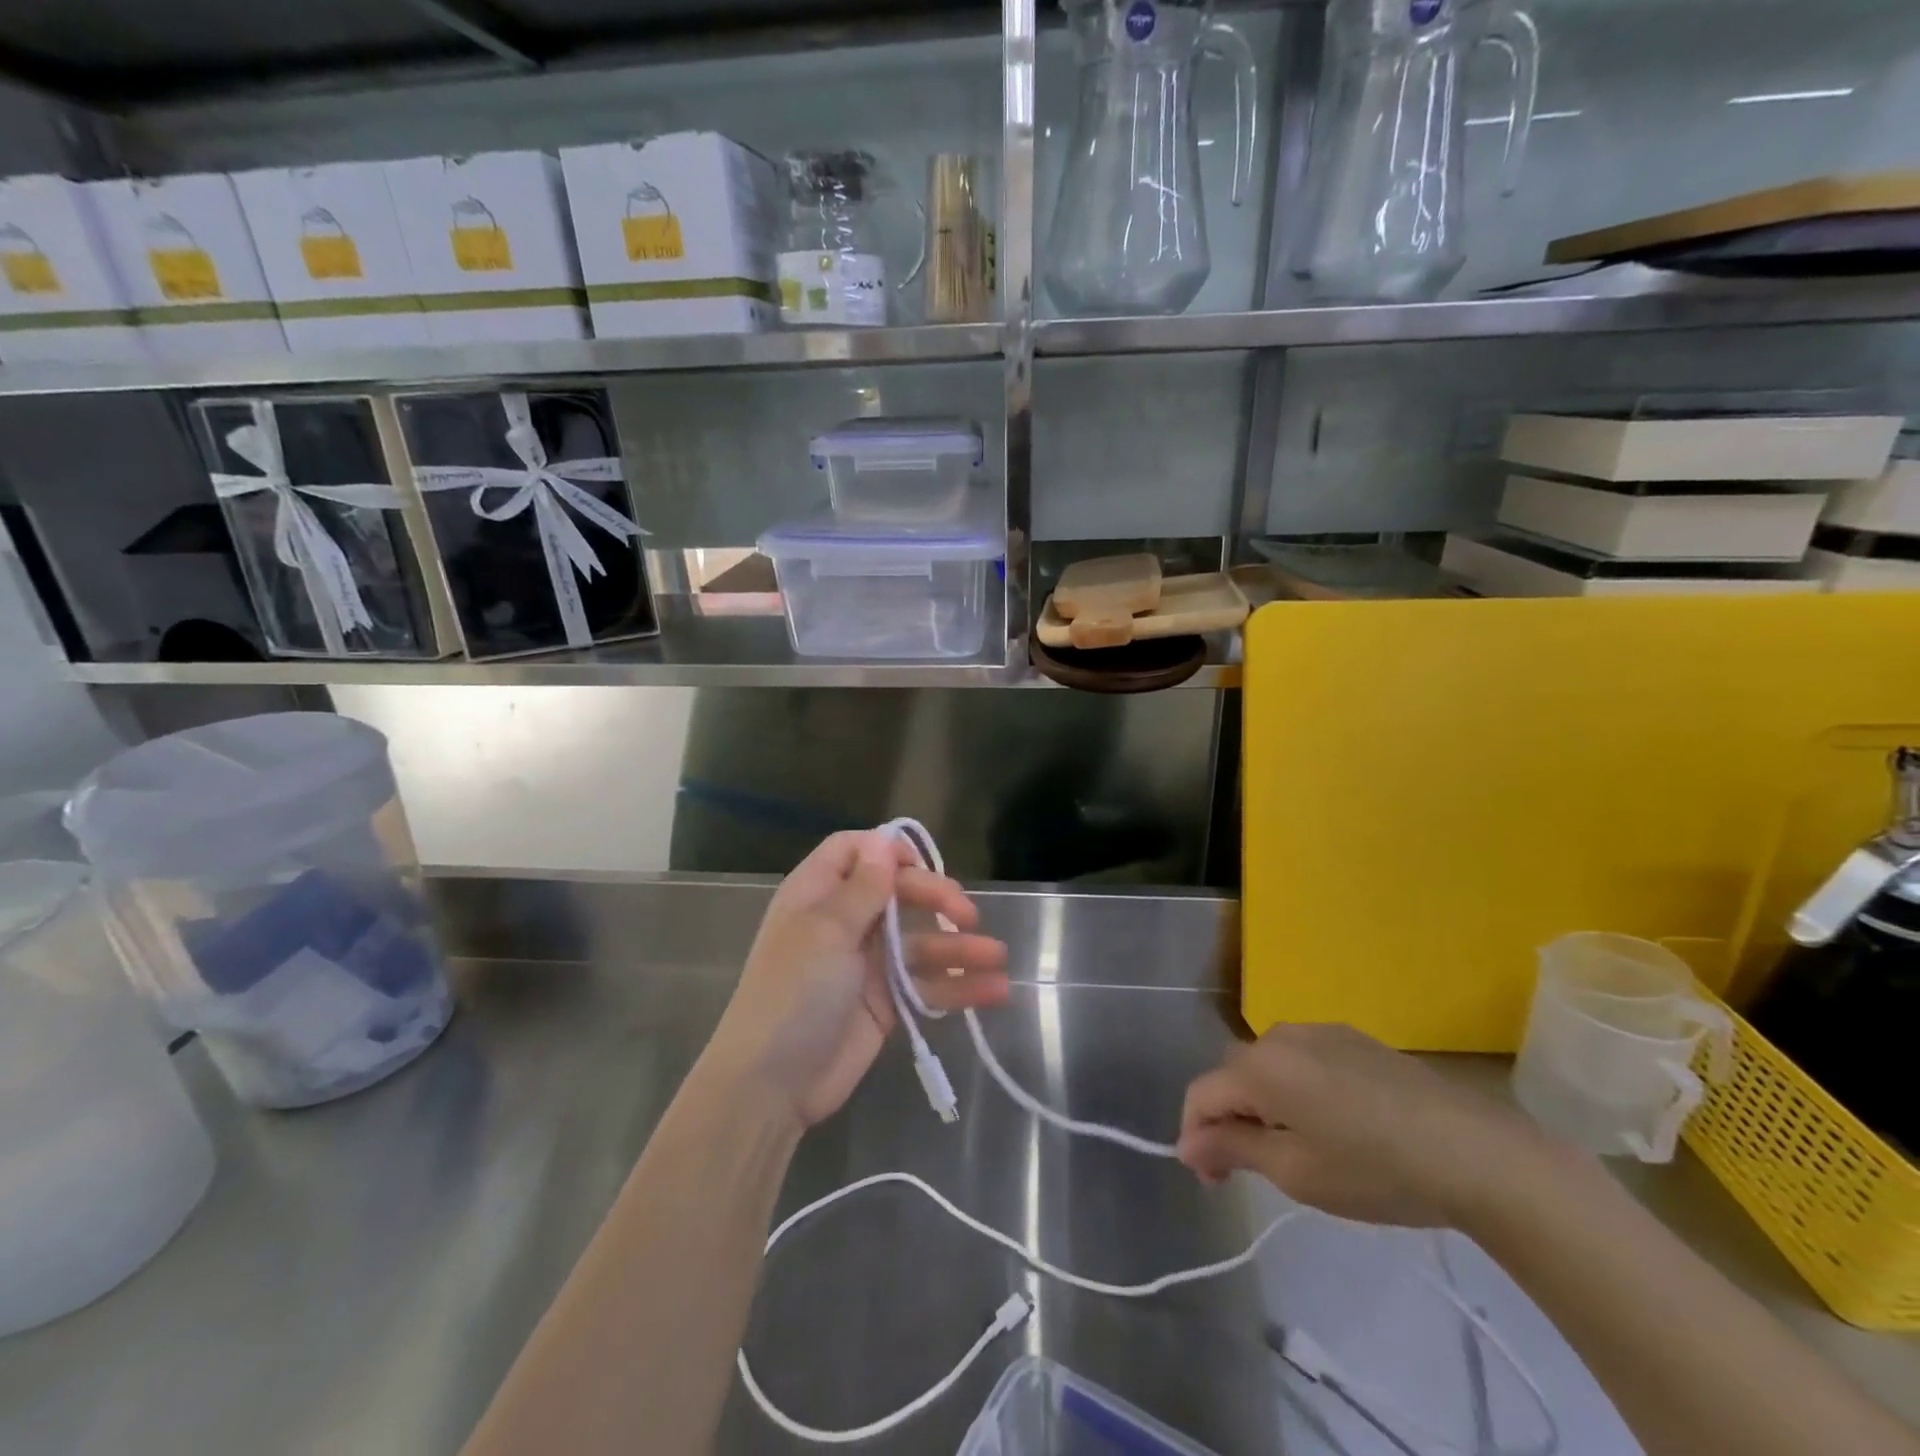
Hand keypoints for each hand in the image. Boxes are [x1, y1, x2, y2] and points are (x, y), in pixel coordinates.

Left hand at [704, 829, 1009, 1130]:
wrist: (772, 1085)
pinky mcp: (886, 1002)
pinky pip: (927, 984)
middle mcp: (844, 922)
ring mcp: (867, 963)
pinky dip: (958, 986)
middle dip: (935, 898)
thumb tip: (884, 842)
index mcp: (818, 894)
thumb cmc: (794, 992)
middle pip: (897, 893)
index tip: (921, 864)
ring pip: (920, 941)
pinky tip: (995, 990)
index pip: (854, 852)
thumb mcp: (826, 931)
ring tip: (997, 956)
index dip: (888, 851)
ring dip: (958, 947)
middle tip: (967, 914)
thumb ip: (862, 888)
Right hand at [1177, 1023, 1552, 1227]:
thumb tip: (1187, 1145)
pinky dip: (1298, 1087)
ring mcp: (1320, 1031)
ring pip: (1269, 1064)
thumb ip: (1233, 1149)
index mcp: (1260, 1066)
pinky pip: (1304, 1058)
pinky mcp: (1354, 1037)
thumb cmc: (1377, 1170)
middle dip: (1230, 1117)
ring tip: (1296, 1146)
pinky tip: (1333, 1123)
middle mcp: (1280, 1035)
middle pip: (1234, 1075)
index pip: (1202, 1094)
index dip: (1196, 1136)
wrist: (1477, 1152)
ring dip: (1265, 1101)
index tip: (1212, 1179)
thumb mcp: (1296, 1172)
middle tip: (1251, 1168)